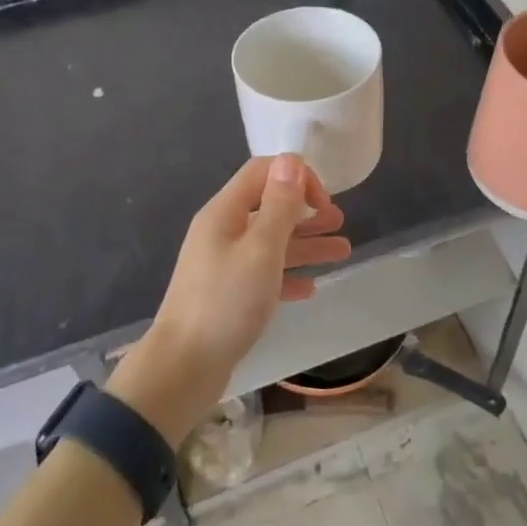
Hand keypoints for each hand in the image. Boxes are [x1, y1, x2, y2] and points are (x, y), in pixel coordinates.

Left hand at [110, 155, 349, 442]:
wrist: (184, 366)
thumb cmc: (227, 302)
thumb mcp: (261, 249)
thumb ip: (279, 205)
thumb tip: (290, 159)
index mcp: (224, 212)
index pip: (262, 172)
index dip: (296, 177)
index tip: (324, 202)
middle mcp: (222, 231)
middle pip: (268, 207)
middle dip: (306, 211)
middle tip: (339, 223)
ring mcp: (222, 264)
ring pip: (270, 243)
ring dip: (306, 243)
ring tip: (342, 251)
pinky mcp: (227, 295)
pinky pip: (263, 275)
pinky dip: (288, 275)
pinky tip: (310, 288)